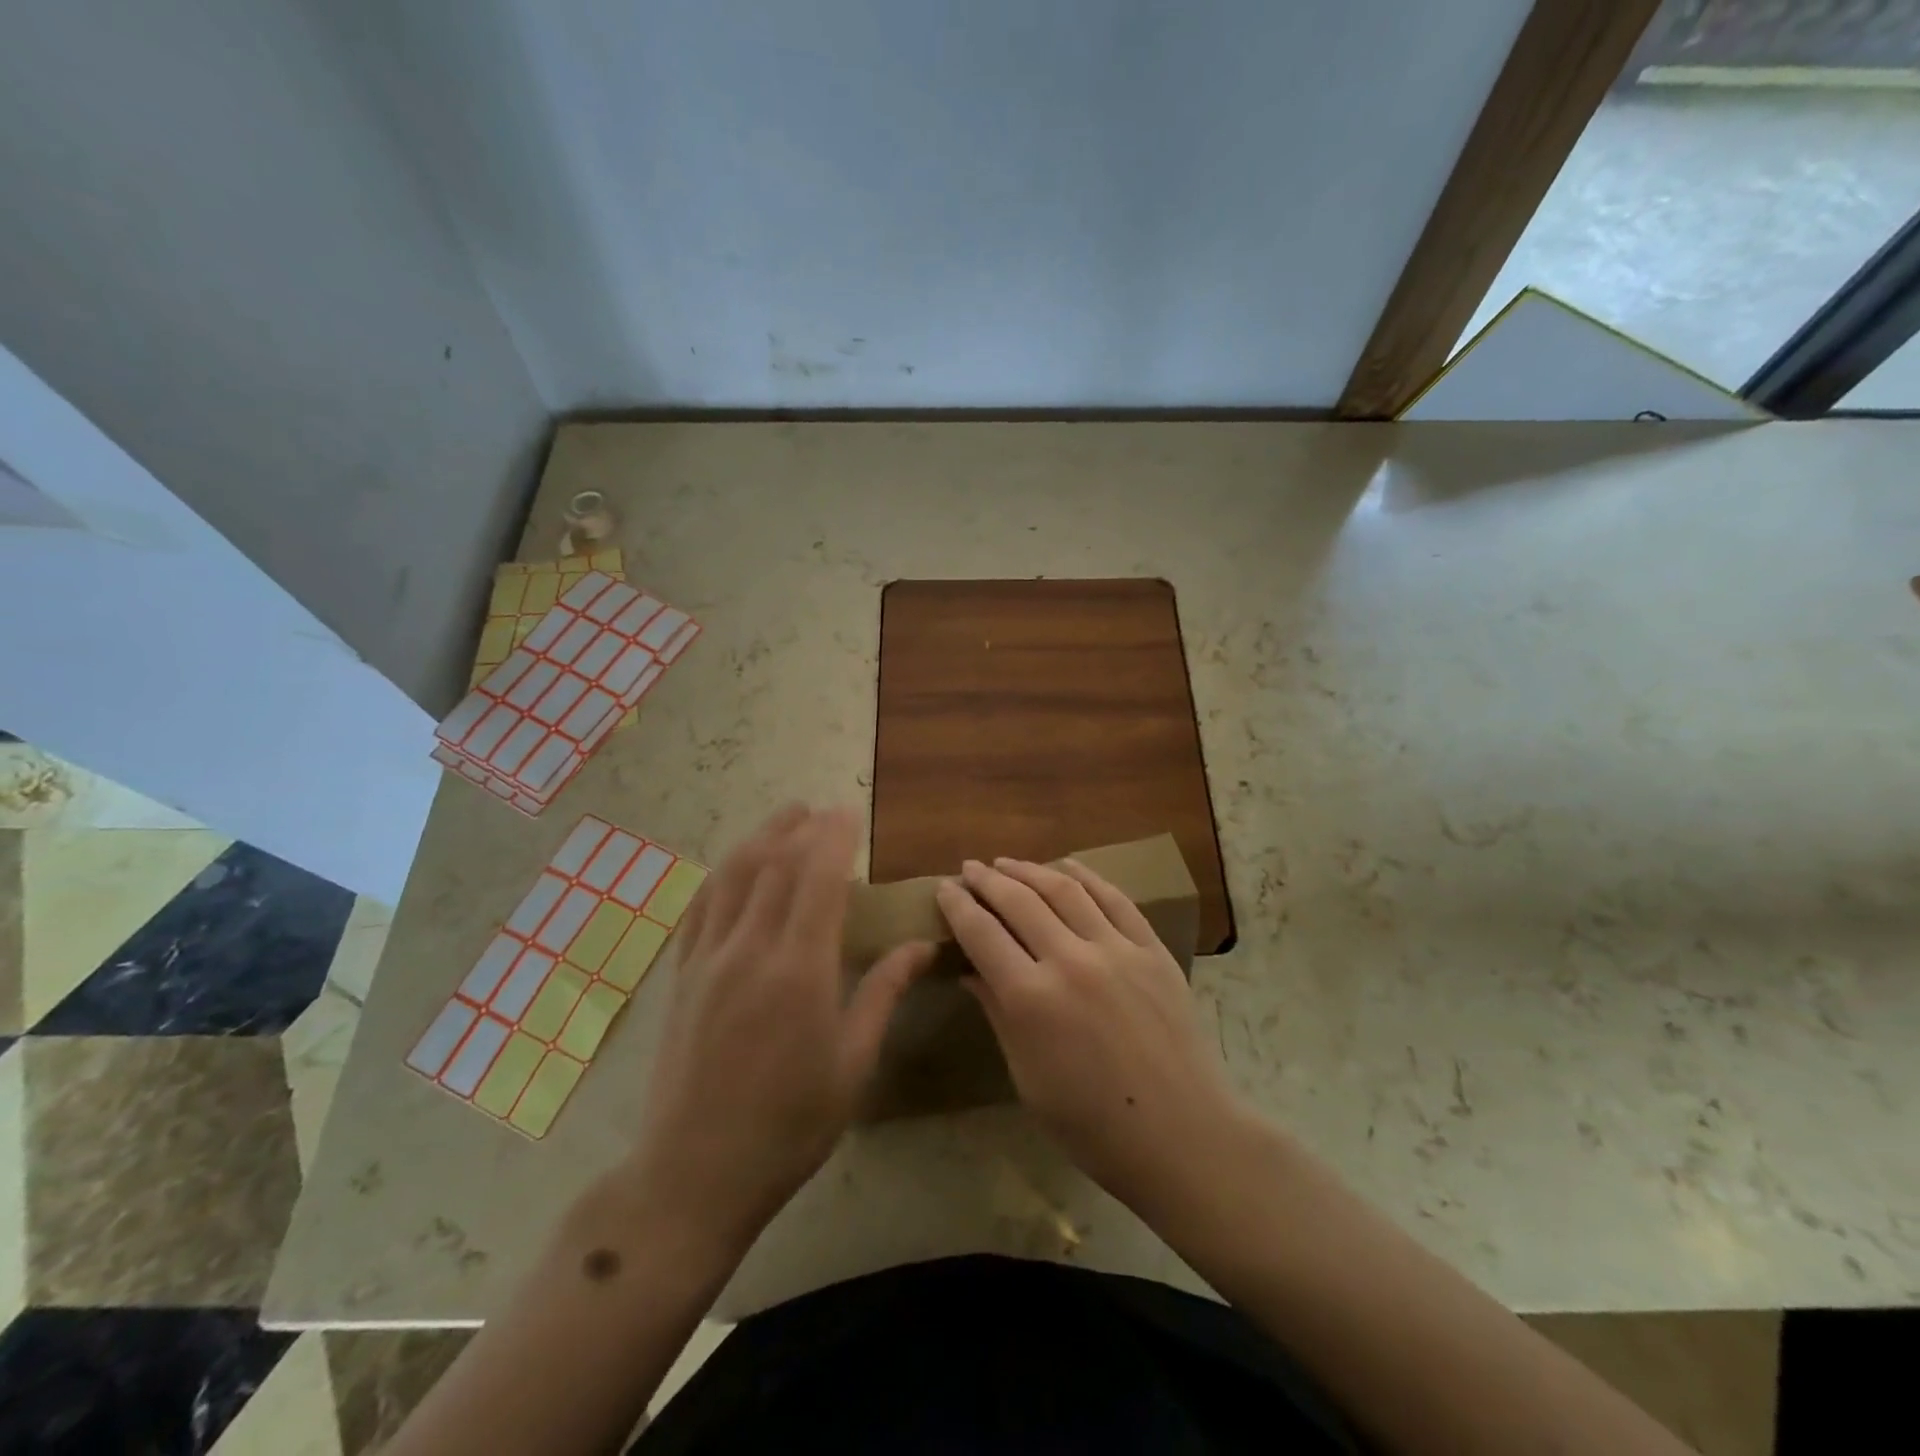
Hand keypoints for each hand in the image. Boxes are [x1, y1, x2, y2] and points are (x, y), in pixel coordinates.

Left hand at [622, 805, 933, 1254]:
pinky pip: (701, 906)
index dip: (834, 837)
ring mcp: (708, 960)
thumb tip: (921, 945)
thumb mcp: (852, 1064)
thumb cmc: (790, 1125)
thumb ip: (884, 993)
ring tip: (784, 818)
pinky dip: (723, 873)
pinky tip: (736, 865)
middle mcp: (750, 950)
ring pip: (733, 875)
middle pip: (775, 865)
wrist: (694, 1174)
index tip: (849, 813)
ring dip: (760, 838)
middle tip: (823, 811)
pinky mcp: (682, 976)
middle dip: (801, 828)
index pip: (818, 878)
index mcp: (799, 970)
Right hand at [935, 856, 1248, 1215]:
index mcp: (1032, 999)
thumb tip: (969, 972)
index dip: (958, 906)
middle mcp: (1071, 961)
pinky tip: (1068, 866)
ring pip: (1064, 889)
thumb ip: (998, 1014)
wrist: (1182, 1135)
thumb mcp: (1027, 1076)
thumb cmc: (1092, 1124)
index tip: (944, 888)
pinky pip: (1114, 900)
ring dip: (1030, 870)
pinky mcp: (1152, 950)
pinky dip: (1087, 877)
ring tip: (1007, 863)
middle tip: (969, 868)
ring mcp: (1117, 950)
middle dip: (988, 880)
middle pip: (1019, 901)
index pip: (982, 933)